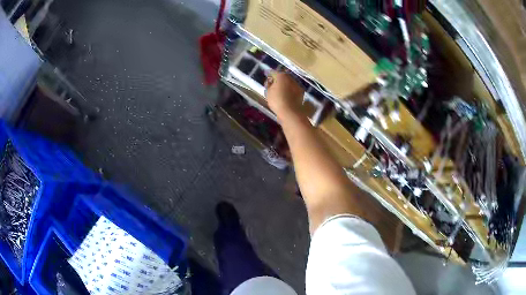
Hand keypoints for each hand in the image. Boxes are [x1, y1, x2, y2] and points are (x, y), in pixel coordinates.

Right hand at [265, 72, 304, 119]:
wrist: (290, 112)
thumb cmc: (276, 101)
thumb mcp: (268, 92)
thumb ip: (268, 84)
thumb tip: (270, 81)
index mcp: (281, 76)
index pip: (273, 72)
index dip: (269, 75)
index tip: (267, 77)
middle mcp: (290, 78)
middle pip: (283, 76)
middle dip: (278, 79)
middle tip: (274, 84)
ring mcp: (297, 84)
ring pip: (289, 82)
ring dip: (285, 84)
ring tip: (281, 90)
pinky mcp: (301, 91)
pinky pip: (293, 88)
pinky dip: (290, 90)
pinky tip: (287, 95)